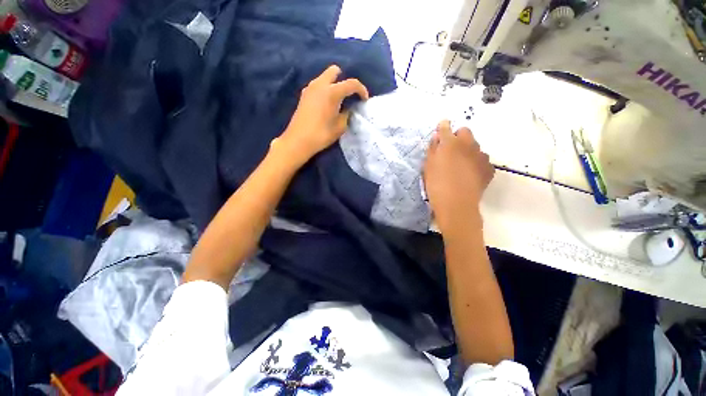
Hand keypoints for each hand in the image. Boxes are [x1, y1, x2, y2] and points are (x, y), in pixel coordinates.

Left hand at [273, 65, 368, 166]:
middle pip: (334, 71)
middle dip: (344, 79)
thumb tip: (348, 108)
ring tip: (338, 100)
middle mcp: (320, 84)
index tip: (365, 99)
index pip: (351, 83)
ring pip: (324, 77)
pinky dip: (325, 90)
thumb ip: (347, 114)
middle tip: (348, 95)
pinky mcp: (304, 95)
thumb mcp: (340, 127)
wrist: (298, 140)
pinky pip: (318, 86)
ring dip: (333, 84)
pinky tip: (326, 104)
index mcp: (332, 92)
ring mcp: (310, 88)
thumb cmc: (322, 134)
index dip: (361, 90)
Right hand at [423, 120, 494, 232]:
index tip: (441, 128)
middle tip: (449, 150)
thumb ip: (432, 149)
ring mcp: (481, 156)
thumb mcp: (428, 167)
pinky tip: (469, 174)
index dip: (442, 126)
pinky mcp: (489, 168)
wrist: (456, 204)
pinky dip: (475, 162)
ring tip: (460, 165)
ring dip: (467, 150)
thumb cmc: (436, 185)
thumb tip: (437, 137)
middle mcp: (468, 145)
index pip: (445, 127)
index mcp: (450, 143)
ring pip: (475, 146)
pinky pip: (482, 160)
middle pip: (465, 131)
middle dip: (457, 136)